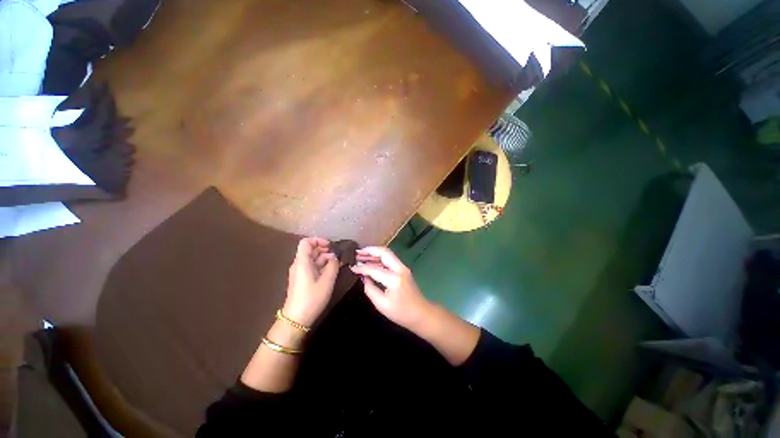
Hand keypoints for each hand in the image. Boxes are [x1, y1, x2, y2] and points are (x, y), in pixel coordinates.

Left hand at [282, 237, 338, 326]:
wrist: (296, 319)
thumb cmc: (312, 298)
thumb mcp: (327, 281)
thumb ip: (333, 265)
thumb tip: (335, 257)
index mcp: (302, 262)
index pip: (306, 242)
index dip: (318, 240)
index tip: (330, 246)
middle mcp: (299, 264)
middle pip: (310, 250)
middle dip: (325, 249)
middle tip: (337, 255)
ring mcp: (300, 272)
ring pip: (312, 258)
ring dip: (325, 258)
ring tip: (338, 263)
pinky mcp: (302, 279)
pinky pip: (312, 267)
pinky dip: (322, 265)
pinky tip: (332, 270)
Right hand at [350, 246, 432, 331]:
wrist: (422, 314)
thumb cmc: (401, 313)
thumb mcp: (382, 305)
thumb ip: (370, 289)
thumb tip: (363, 277)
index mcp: (394, 279)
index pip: (374, 269)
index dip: (362, 268)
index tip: (352, 267)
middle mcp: (400, 269)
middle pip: (384, 252)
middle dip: (370, 250)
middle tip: (357, 253)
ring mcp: (403, 268)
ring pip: (387, 254)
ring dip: (374, 253)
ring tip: (361, 255)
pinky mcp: (403, 270)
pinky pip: (390, 260)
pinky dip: (379, 258)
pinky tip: (371, 262)